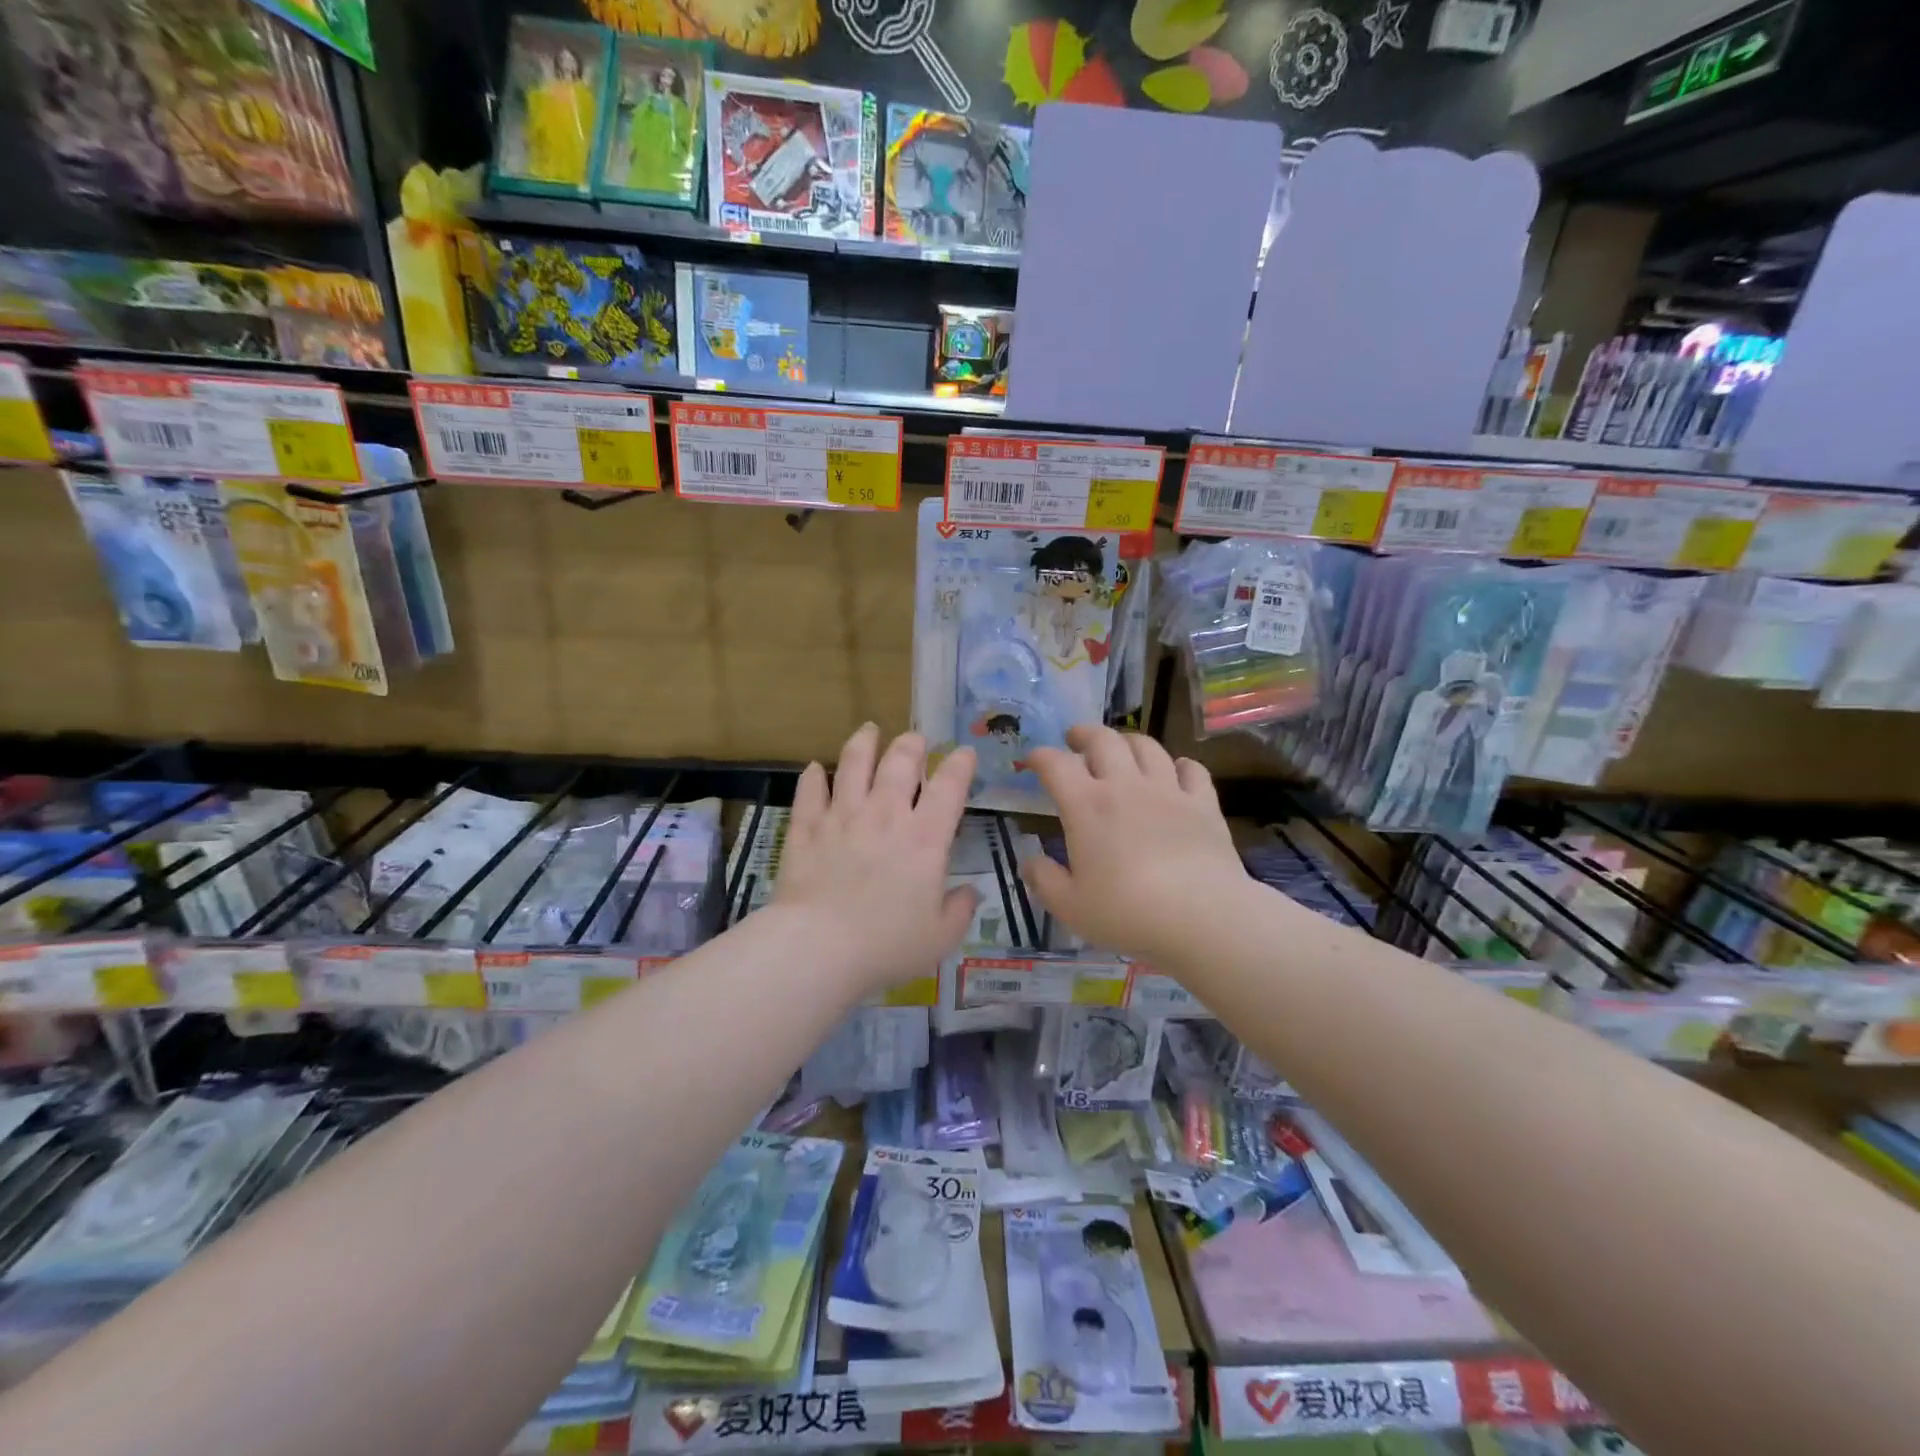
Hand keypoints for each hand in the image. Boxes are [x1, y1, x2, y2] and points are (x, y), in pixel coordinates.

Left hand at [773, 724, 978, 992]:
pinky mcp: (806, 828)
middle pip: (900, 761)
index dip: (960, 764)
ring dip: (864, 742)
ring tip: (869, 730)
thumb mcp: (939, 937)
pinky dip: (814, 776)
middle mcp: (885, 815)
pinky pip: (810, 792)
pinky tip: (816, 768)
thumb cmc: (886, 945)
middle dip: (912, 744)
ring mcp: (842, 817)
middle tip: (915, 739)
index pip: (949, 786)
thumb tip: (970, 893)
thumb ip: (959, 910)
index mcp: (924, 839)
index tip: (964, 753)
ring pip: (854, 763)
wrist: (818, 948)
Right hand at [1023, 725, 1244, 967]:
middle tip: (1075, 740)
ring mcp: (1168, 790)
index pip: (1055, 765)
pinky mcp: (1203, 803)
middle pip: (1103, 740)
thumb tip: (1030, 862)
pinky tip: (1175, 773)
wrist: (1202, 918)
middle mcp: (1125, 786)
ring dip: (1127, 741)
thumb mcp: (1070, 906)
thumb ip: (1044, 880)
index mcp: (1086, 806)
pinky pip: (1191, 769)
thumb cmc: (1127, 912)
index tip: (1032, 761)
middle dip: (1084, 734)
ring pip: (1146, 745)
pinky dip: (1178, 765)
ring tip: (1121, 750)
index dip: (1039, 757)